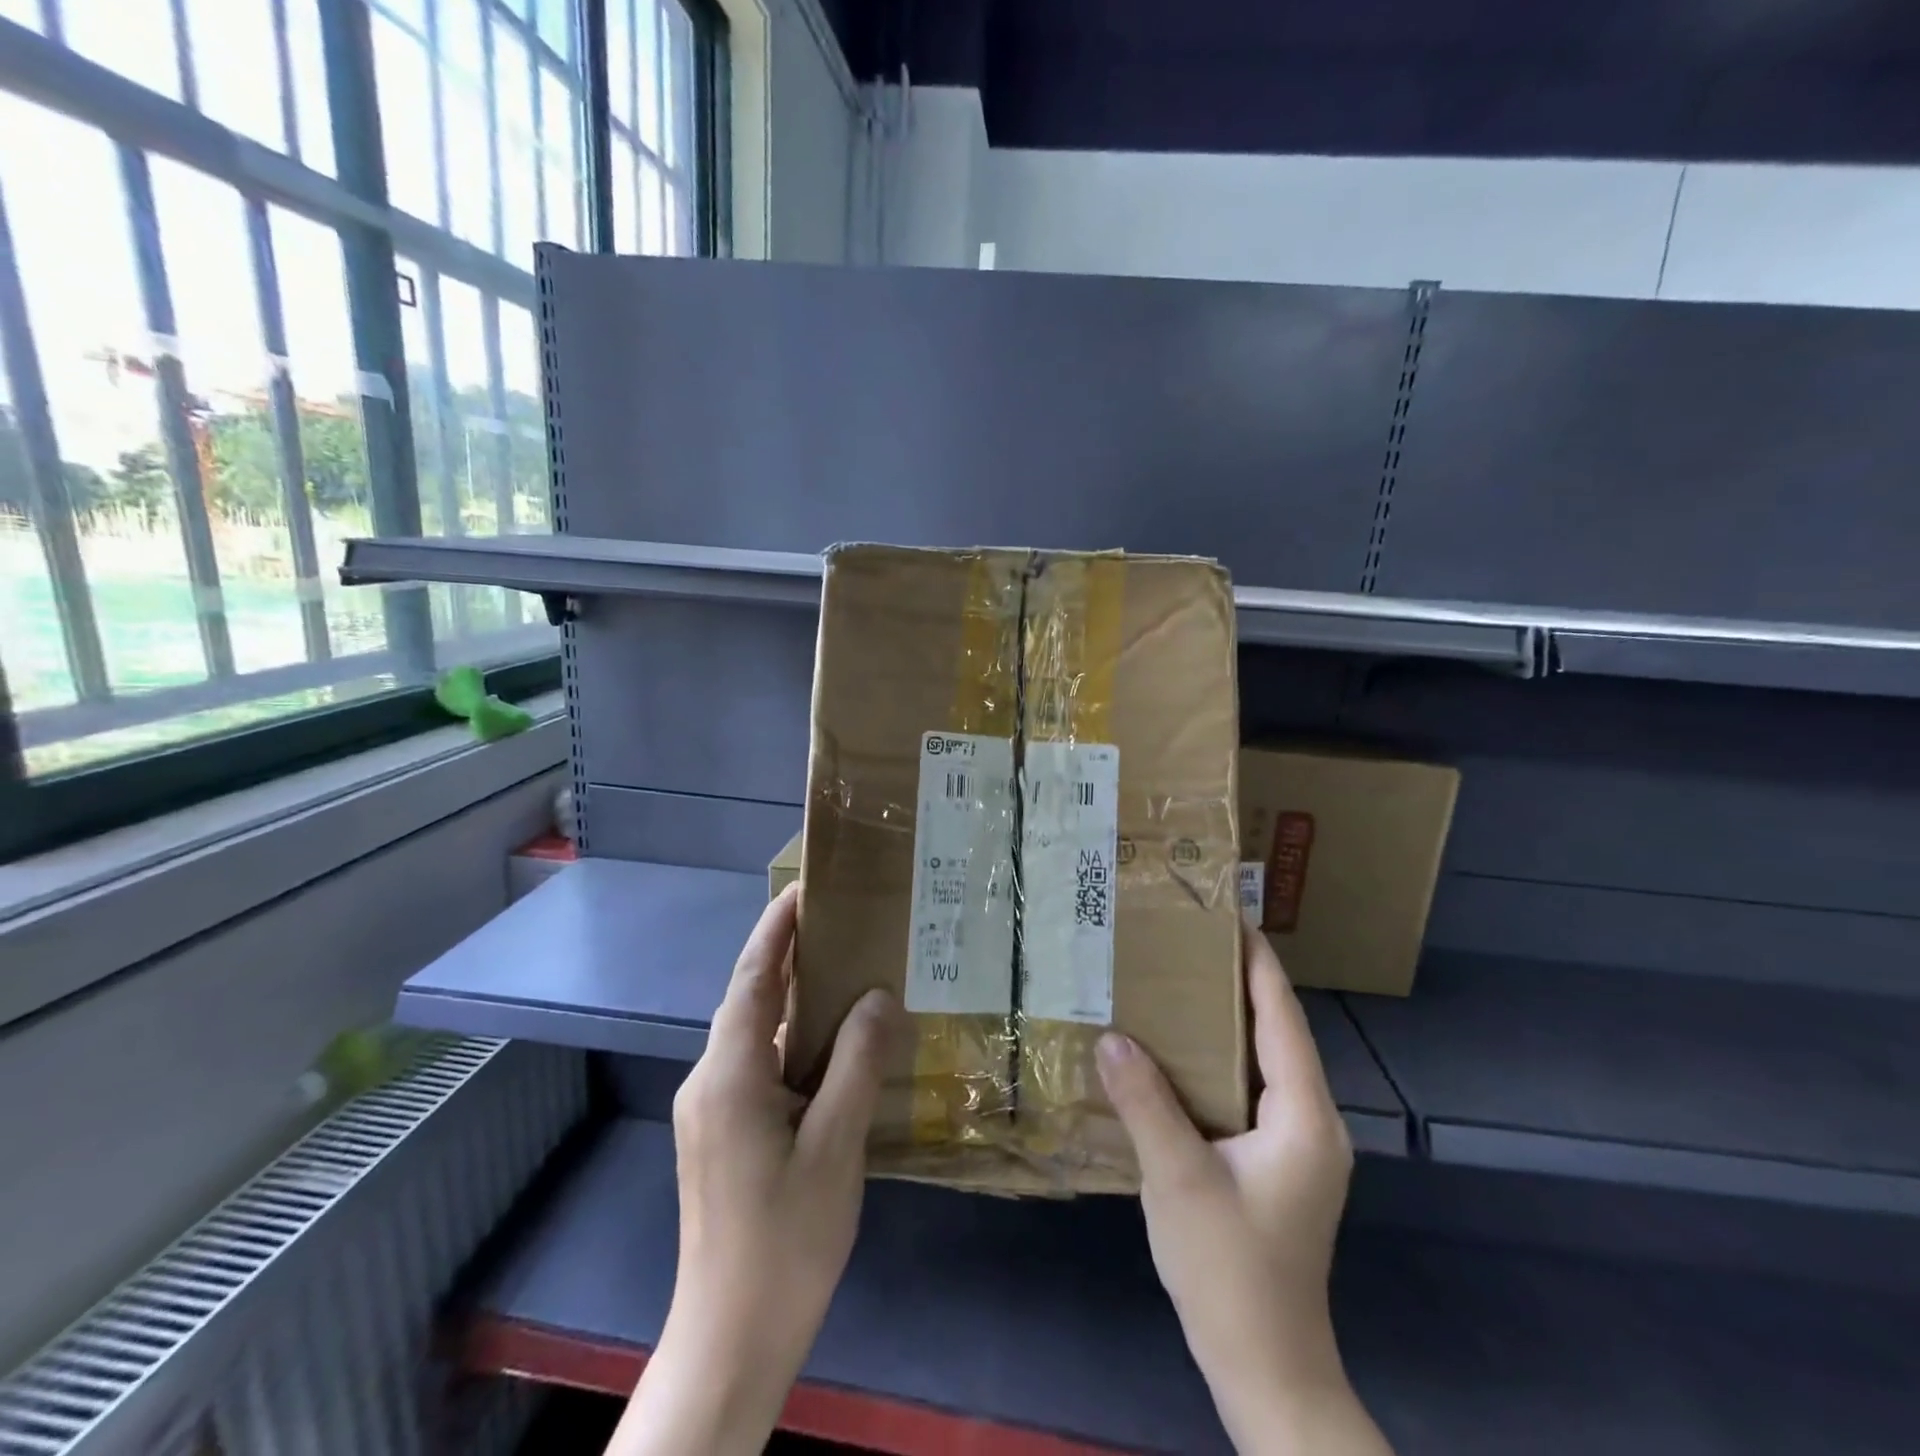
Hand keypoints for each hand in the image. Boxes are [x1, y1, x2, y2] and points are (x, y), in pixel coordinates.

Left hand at [609, 885, 901, 1455]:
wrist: (729, 1341)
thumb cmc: (785, 1240)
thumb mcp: (835, 1146)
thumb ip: (856, 1062)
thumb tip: (877, 995)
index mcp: (729, 1074)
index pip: (751, 978)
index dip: (776, 928)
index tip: (806, 888)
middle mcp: (709, 1081)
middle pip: (749, 999)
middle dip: (787, 954)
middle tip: (839, 921)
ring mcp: (710, 1110)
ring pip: (753, 1034)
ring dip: (791, 998)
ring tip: (843, 971)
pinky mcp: (719, 1134)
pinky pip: (755, 1064)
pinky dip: (790, 1039)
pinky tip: (828, 1046)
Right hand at [1096, 927, 1390, 1455]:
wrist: (1267, 1374)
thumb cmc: (1231, 1274)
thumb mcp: (1179, 1180)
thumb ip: (1145, 1102)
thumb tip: (1111, 1034)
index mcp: (1304, 1117)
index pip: (1282, 1018)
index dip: (1258, 963)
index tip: (1229, 915)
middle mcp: (1312, 1122)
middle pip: (1276, 1033)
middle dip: (1237, 982)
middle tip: (1187, 941)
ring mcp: (1297, 1146)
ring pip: (1263, 1062)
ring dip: (1227, 1021)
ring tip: (1178, 981)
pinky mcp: (1277, 1165)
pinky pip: (1249, 1090)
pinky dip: (1218, 1060)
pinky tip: (1178, 1053)